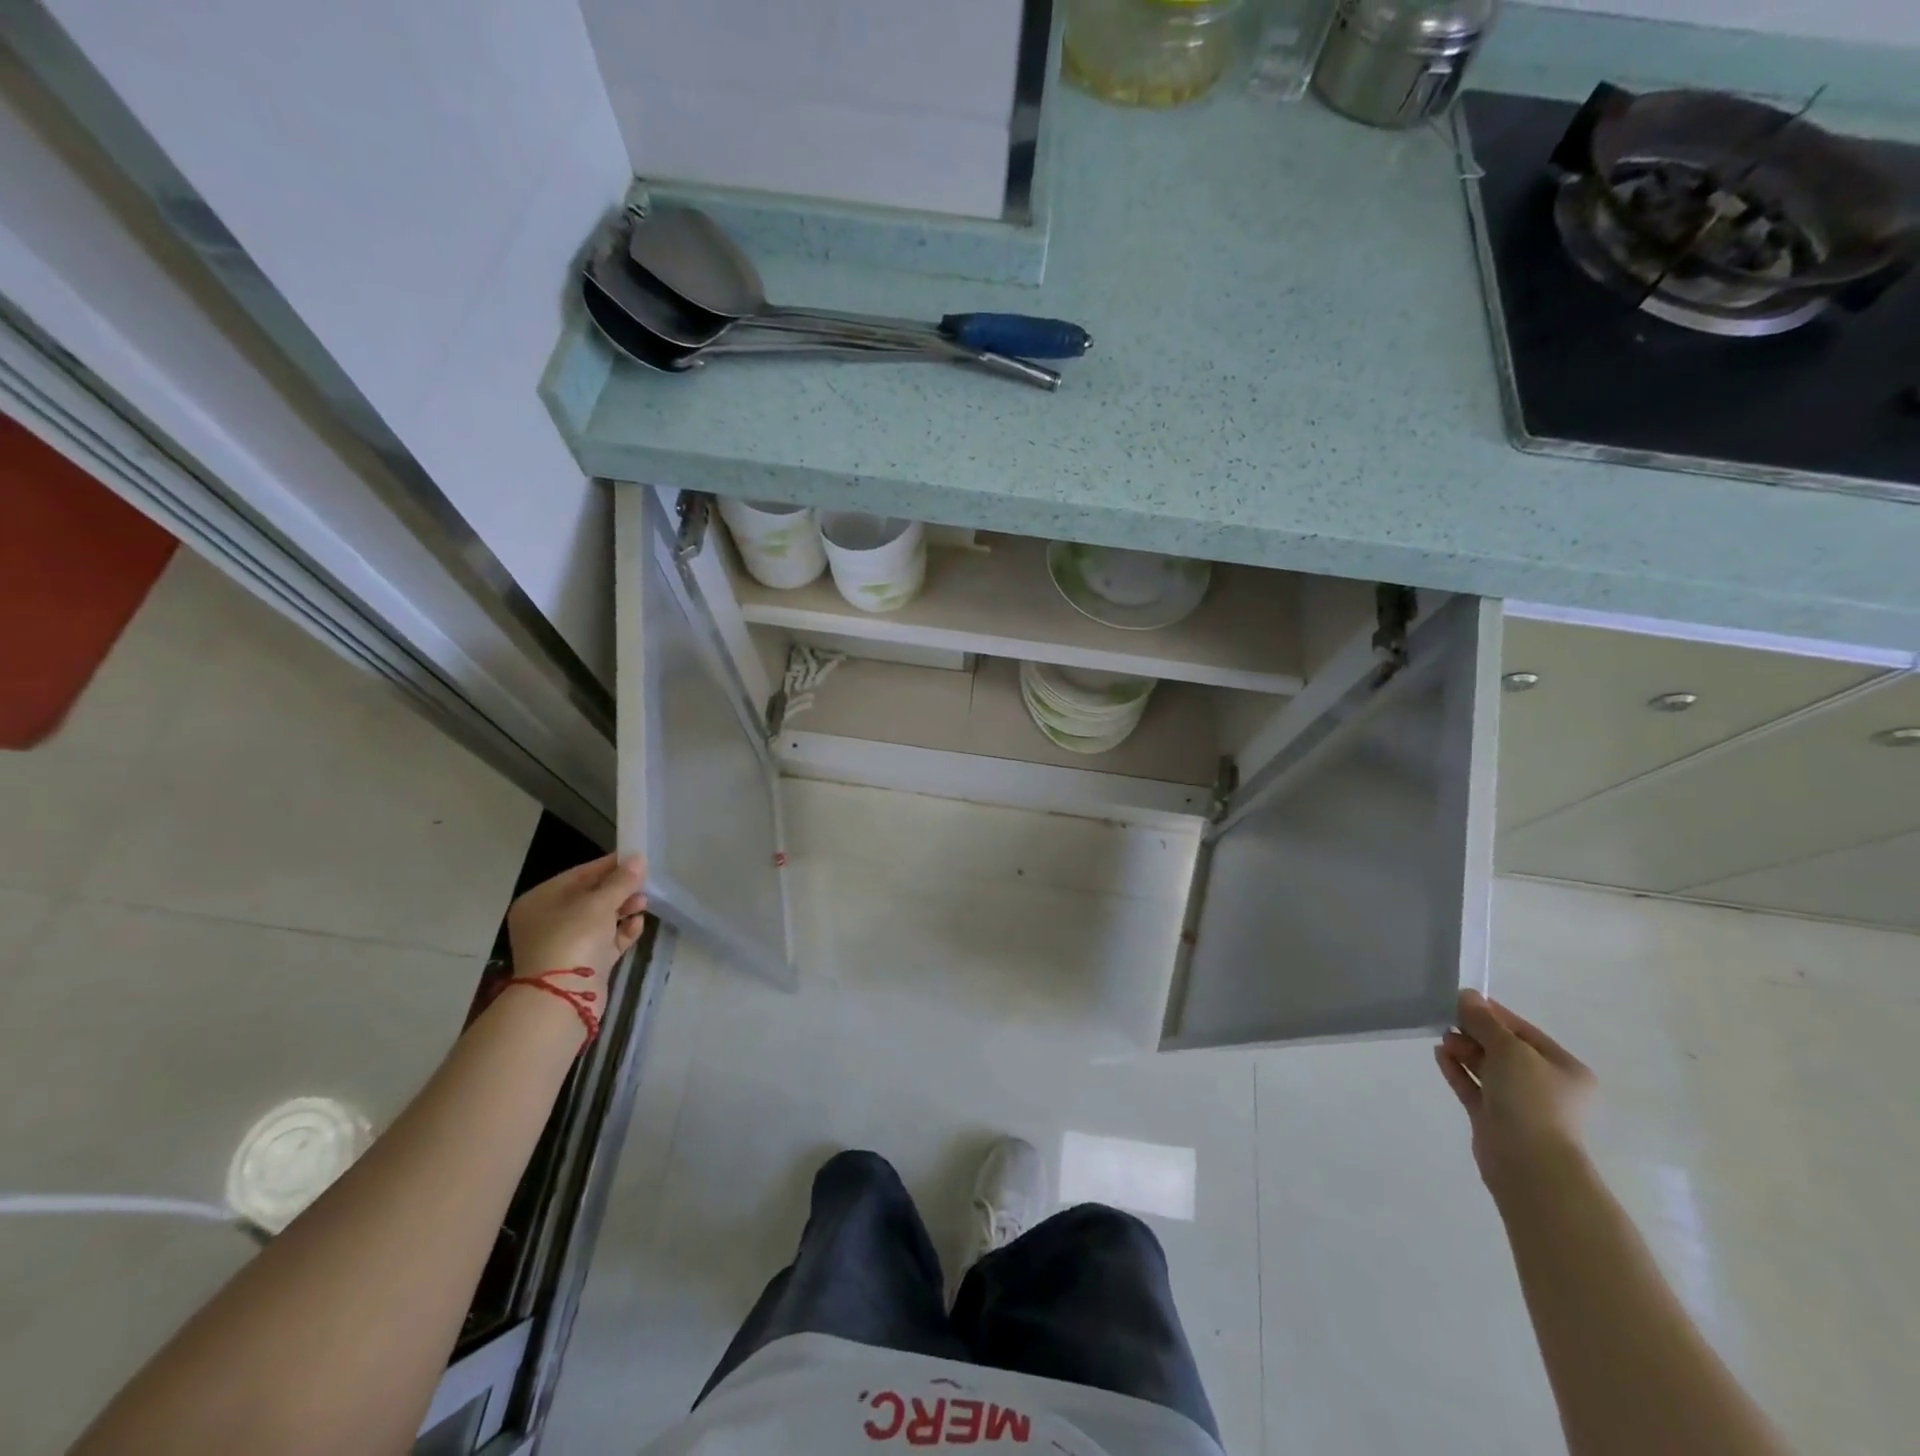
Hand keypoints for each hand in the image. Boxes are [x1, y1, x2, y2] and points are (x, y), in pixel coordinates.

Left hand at [506, 854, 647, 1008]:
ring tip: (645, 902)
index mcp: (541, 901)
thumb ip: (621, 881)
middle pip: (590, 897)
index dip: (608, 865)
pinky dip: (622, 931)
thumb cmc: (573, 937)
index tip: (635, 858)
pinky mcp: (584, 963)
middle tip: (645, 881)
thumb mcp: (599, 903)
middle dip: (619, 889)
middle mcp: (549, 921)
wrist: (563, 996)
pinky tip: (639, 924)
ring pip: (600, 919)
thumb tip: (639, 860)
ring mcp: (566, 943)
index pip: (578, 874)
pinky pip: (607, 940)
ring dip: (624, 909)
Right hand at [1435, 989, 1596, 1195]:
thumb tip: (1466, 995)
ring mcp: (1519, 1103)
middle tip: (1447, 1021)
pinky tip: (1439, 1054)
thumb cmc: (1531, 1099)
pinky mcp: (1494, 1118)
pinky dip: (1457, 1069)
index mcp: (1563, 1068)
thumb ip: (1485, 1022)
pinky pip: (1473, 1086)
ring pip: (1486, 1067)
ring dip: (1464, 1050)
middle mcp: (1545, 1085)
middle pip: (1503, 1048)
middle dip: (1474, 1033)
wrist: (1528, 1163)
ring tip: (1442, 1039)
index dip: (1492, 1014)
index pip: (1523, 1031)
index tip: (1460, 1000)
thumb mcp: (1510, 1050)